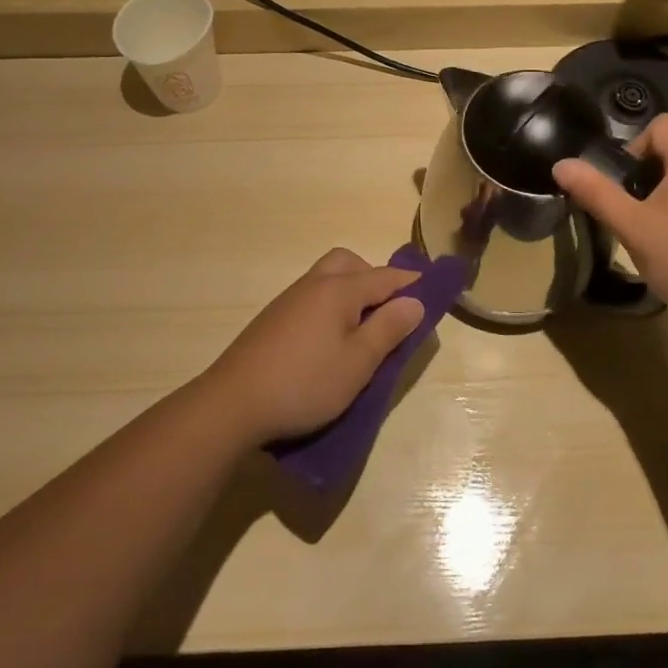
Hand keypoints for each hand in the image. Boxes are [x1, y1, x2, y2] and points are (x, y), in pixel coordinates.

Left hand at [202, 248, 423, 444]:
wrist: (232, 403)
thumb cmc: (304, 383)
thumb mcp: (358, 363)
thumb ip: (388, 329)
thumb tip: (415, 301)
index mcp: (339, 289)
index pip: (385, 277)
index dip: (412, 283)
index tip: (434, 290)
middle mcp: (314, 284)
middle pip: (350, 264)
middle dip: (375, 278)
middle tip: (389, 312)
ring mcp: (289, 300)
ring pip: (328, 278)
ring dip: (351, 291)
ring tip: (362, 329)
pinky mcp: (273, 319)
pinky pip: (312, 297)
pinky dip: (331, 305)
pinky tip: (330, 339)